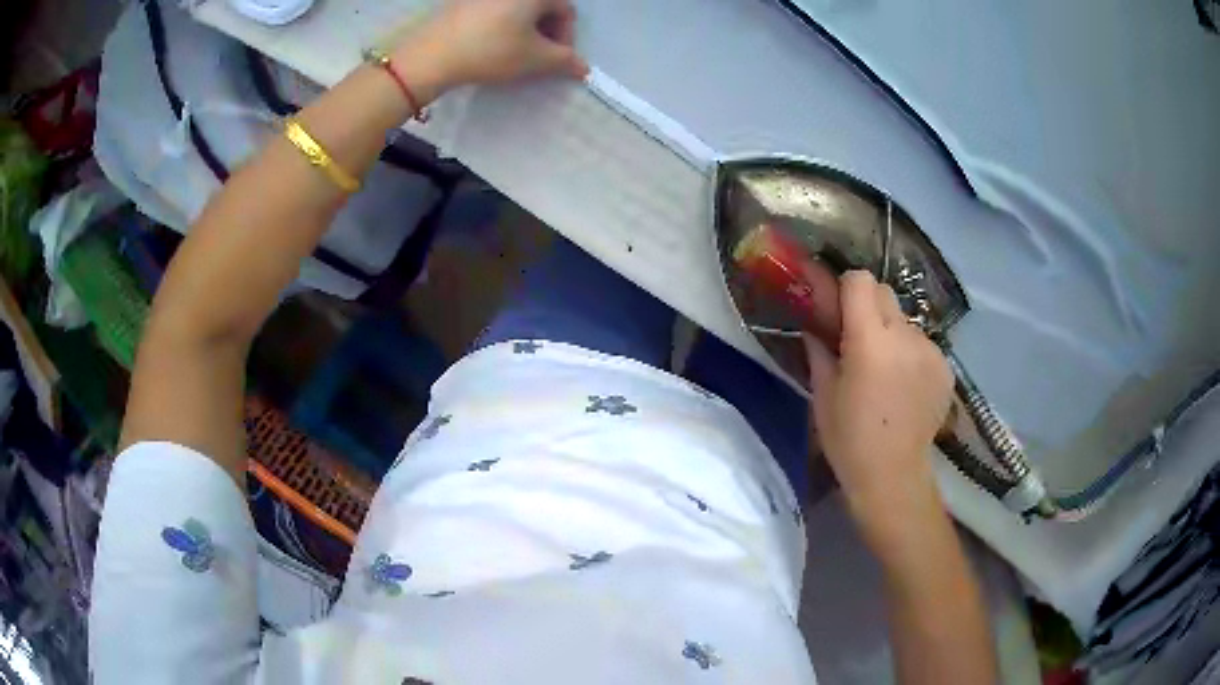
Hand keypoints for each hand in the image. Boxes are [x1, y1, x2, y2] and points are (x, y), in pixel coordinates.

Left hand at [409, 0, 588, 86]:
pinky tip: (491, 45)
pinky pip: (494, 11)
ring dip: (524, 30)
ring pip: (517, 9)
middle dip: (546, 33)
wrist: (432, 55)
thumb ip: (566, 62)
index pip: (566, 11)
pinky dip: (502, 26)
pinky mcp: (463, 2)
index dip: (566, 38)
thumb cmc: (492, 51)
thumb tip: (584, 68)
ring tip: (514, 54)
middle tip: (537, 58)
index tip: (556, 60)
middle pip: (542, 7)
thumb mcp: (535, 60)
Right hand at [805, 271, 952, 518]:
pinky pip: (923, 345)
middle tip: (858, 338)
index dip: (846, 289)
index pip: (861, 281)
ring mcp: (931, 351)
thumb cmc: (849, 440)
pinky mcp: (946, 368)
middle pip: (885, 293)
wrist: (893, 477)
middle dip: (868, 306)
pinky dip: (911, 355)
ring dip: (892, 333)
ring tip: (885, 370)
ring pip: (905, 320)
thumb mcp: (823, 395)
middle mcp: (906, 336)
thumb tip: (815, 328)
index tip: (837, 310)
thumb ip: (820, 351)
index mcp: (870, 340)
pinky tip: (905, 386)